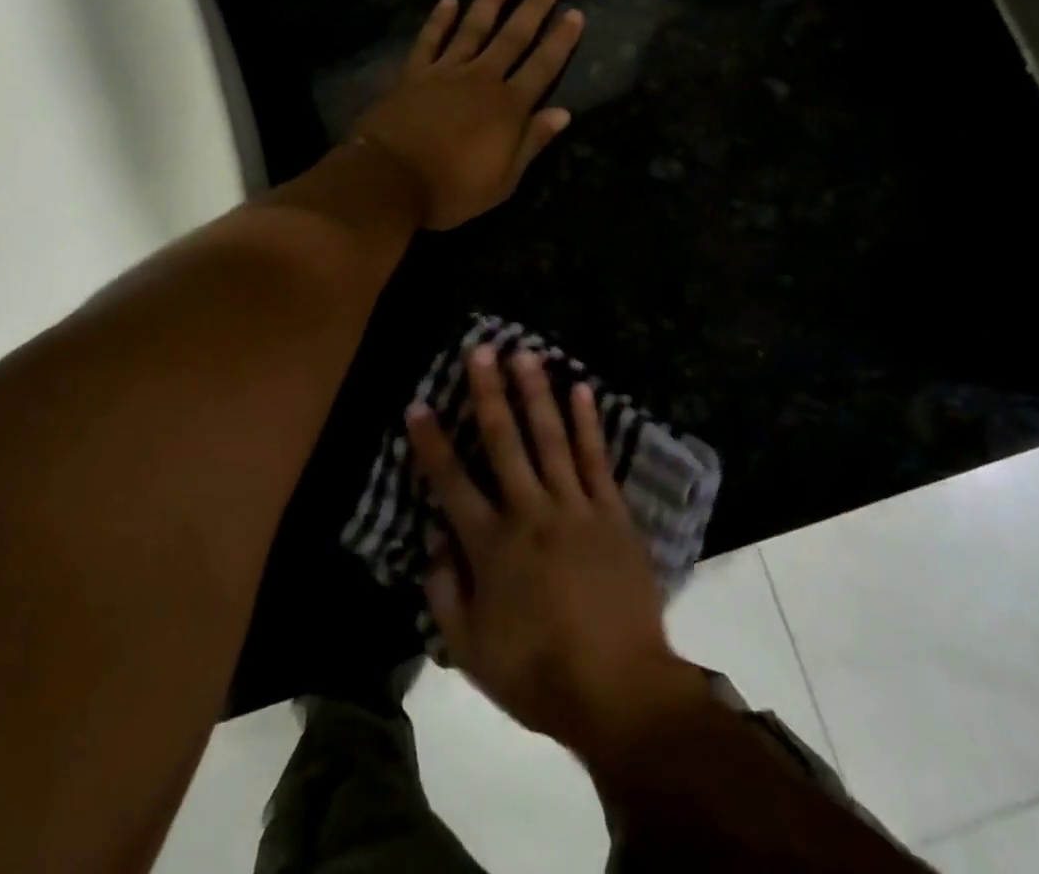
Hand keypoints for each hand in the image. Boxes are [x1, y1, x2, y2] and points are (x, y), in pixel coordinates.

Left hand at [355, 0, 582, 230]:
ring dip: (490, 0)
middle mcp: (481, 80)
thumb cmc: (450, 189)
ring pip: (473, 28)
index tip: (575, 13)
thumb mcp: (502, 181)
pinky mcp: (413, 74)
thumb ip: (531, 143)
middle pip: (512, 37)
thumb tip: (562, 113)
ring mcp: (445, 72)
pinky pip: (429, 40)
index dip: (560, 41)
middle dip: (533, 7)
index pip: (542, 67)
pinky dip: (438, 19)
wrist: (389, 180)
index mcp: (508, 108)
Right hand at [405, 348, 708, 762]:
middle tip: (480, 348)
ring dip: (535, 392)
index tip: (418, 404)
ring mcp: (574, 507)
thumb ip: (445, 595)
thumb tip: (433, 546)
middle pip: (504, 442)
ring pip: (550, 438)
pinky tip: (581, 389)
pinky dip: (588, 423)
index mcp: (491, 545)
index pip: (451, 482)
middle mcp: (529, 512)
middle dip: (488, 392)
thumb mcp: (471, 652)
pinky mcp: (612, 513)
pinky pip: (596, 459)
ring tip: (525, 354)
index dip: (432, 442)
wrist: (620, 690)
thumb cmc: (539, 674)